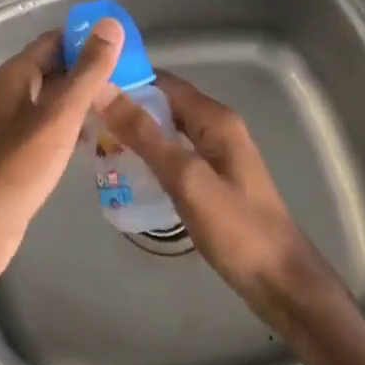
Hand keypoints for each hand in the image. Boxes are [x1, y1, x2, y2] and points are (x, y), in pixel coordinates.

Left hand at [0, 20, 125, 288]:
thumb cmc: (21, 164)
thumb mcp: (60, 114)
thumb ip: (87, 71)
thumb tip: (111, 24)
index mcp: (17, 74)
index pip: (55, 41)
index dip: (88, 39)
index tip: (125, 46)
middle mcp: (13, 92)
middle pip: (56, 68)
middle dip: (91, 70)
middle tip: (133, 78)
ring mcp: (15, 122)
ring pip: (55, 99)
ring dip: (85, 98)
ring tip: (124, 104)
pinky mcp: (20, 149)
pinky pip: (52, 125)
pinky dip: (74, 125)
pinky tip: (98, 137)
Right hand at [101, 72, 344, 329]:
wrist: (281, 283)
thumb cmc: (236, 229)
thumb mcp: (185, 178)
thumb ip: (144, 134)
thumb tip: (103, 90)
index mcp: (214, 118)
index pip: (162, 81)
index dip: (126, 81)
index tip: (86, 88)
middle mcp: (215, 127)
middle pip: (163, 104)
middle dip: (126, 108)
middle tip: (84, 120)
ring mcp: (215, 153)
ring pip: (166, 129)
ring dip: (134, 132)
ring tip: (95, 143)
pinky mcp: (211, 178)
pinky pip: (173, 153)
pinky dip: (149, 155)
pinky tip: (125, 170)